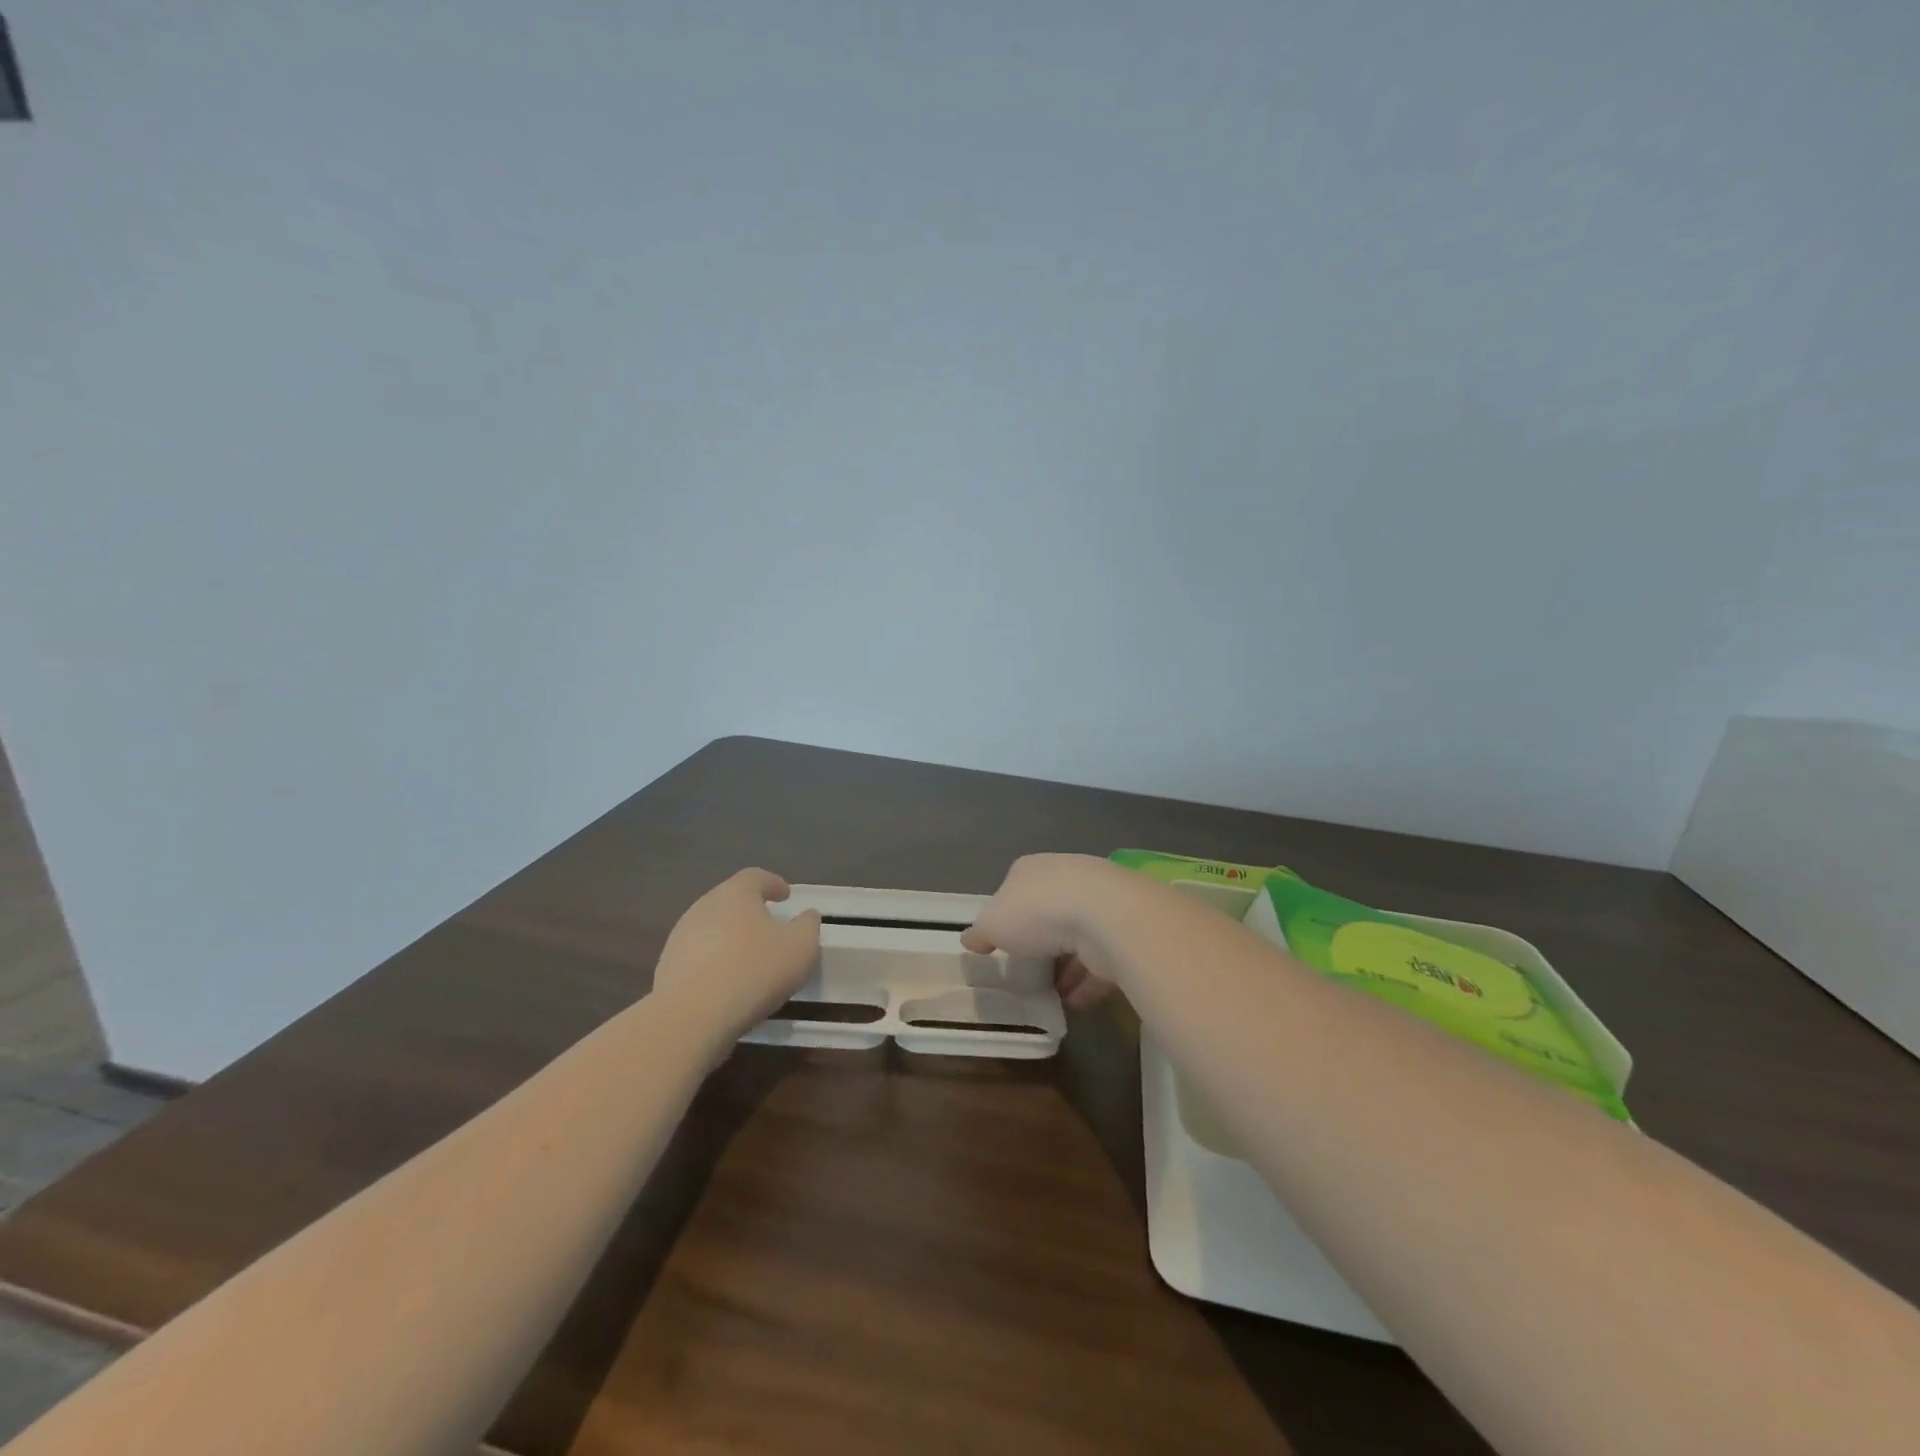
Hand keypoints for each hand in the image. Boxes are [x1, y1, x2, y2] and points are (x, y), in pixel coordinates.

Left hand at [652, 869, 821, 1038]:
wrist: (690, 1018)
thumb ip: (808, 926)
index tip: (785, 896)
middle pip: (731, 901)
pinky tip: (727, 983)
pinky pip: (699, 956)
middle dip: (751, 911)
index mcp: (736, 893)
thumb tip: (806, 916)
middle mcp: (704, 906)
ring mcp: (681, 937)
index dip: (773, 884)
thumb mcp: (800, 948)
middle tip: (770, 927)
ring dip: (731, 938)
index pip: (756, 877)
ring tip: (749, 959)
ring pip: (713, 928)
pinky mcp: (667, 967)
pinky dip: (715, 962)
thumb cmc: (753, 971)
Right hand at [961, 853, 1125, 1010]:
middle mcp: (1067, 878)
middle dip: (1039, 942)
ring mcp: (1099, 903)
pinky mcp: (1122, 931)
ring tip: (1051, 994)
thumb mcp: (992, 924)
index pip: (1015, 889)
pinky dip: (1088, 981)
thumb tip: (970, 939)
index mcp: (1032, 869)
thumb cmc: (1038, 912)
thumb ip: (980, 933)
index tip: (1002, 944)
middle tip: (1027, 971)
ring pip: (1077, 937)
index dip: (1007, 916)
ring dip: (1066, 966)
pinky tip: (1075, 1003)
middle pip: (1048, 912)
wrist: (1105, 917)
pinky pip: (1100, 959)